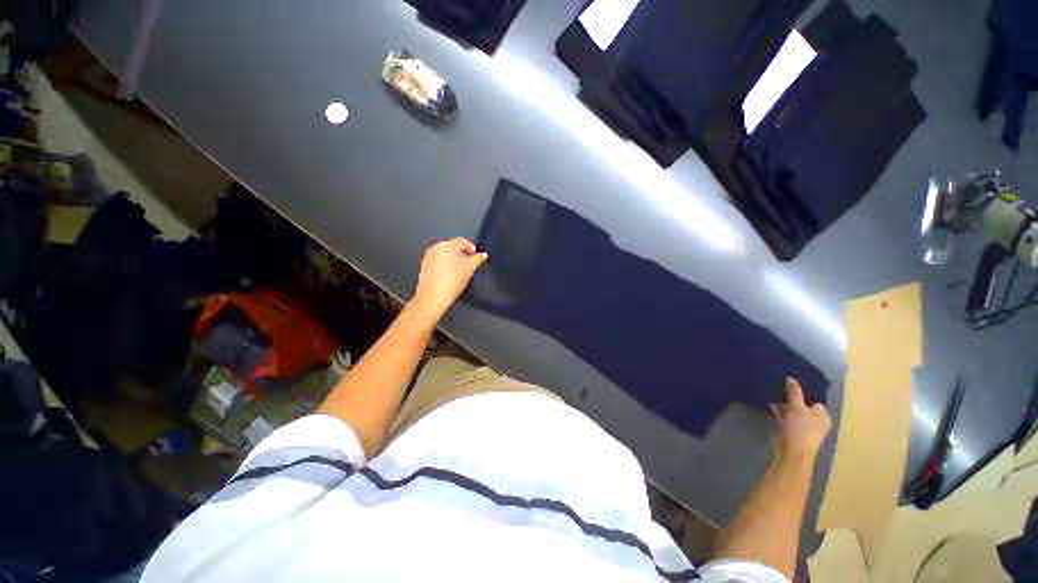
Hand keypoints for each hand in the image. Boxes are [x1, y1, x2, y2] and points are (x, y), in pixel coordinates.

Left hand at [411, 238, 488, 319]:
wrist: (433, 297)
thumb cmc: (453, 280)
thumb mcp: (469, 268)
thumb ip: (477, 259)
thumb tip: (484, 254)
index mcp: (446, 245)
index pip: (462, 242)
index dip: (472, 249)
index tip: (477, 258)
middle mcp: (435, 248)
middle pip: (453, 247)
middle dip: (463, 254)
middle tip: (470, 265)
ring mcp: (428, 257)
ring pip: (445, 254)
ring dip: (454, 260)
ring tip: (460, 271)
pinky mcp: (424, 266)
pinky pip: (438, 261)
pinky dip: (446, 265)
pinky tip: (450, 275)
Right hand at [770, 377, 830, 457]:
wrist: (792, 451)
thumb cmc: (799, 428)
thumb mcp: (796, 406)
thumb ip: (794, 392)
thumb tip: (791, 378)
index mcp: (823, 416)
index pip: (814, 401)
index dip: (803, 394)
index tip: (790, 387)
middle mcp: (817, 422)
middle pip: (804, 407)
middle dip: (792, 400)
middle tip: (779, 391)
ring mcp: (805, 429)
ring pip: (794, 413)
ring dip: (785, 407)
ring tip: (772, 397)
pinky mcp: (794, 433)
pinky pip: (788, 419)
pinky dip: (781, 414)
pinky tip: (772, 408)